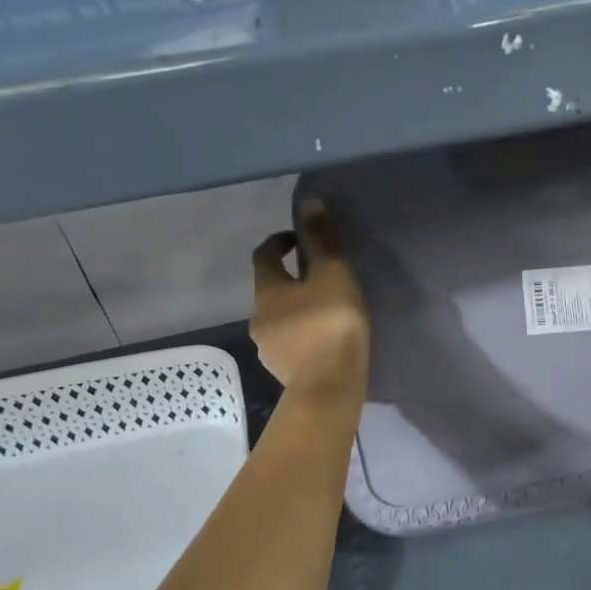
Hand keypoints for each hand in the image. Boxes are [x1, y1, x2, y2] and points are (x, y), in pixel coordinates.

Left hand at [251, 201, 368, 398]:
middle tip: (322, 279)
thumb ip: (321, 240)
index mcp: (267, 291)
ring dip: (299, 312)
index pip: (264, 256)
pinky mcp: (285, 373)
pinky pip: (293, 346)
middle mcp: (259, 318)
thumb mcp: (332, 274)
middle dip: (292, 281)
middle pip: (272, 291)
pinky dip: (306, 338)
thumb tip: (309, 201)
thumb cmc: (330, 325)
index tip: (299, 239)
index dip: (279, 242)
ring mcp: (269, 349)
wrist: (329, 388)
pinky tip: (327, 343)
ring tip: (329, 313)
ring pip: (282, 321)